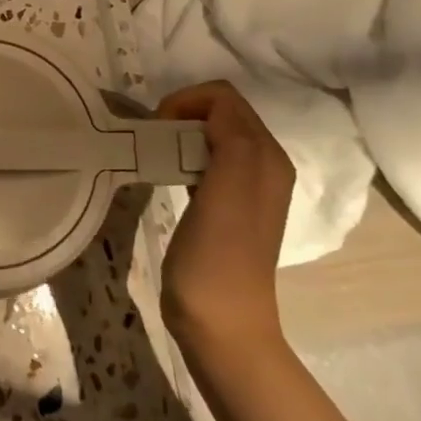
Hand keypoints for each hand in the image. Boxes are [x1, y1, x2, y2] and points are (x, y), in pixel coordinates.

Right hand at [156, 81, 293, 356]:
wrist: (220, 323)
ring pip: (211, 136)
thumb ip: (230, 137)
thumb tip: (209, 111)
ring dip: (180, 135)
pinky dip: (181, 158)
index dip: (186, 101)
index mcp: (267, 156)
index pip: (225, 97)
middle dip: (182, 114)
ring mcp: (246, 188)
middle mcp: (263, 165)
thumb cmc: (218, 256)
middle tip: (153, 140)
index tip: (157, 127)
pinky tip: (167, 177)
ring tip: (157, 156)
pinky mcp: (226, 207)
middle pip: (220, 112)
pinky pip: (204, 162)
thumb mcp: (228, 187)